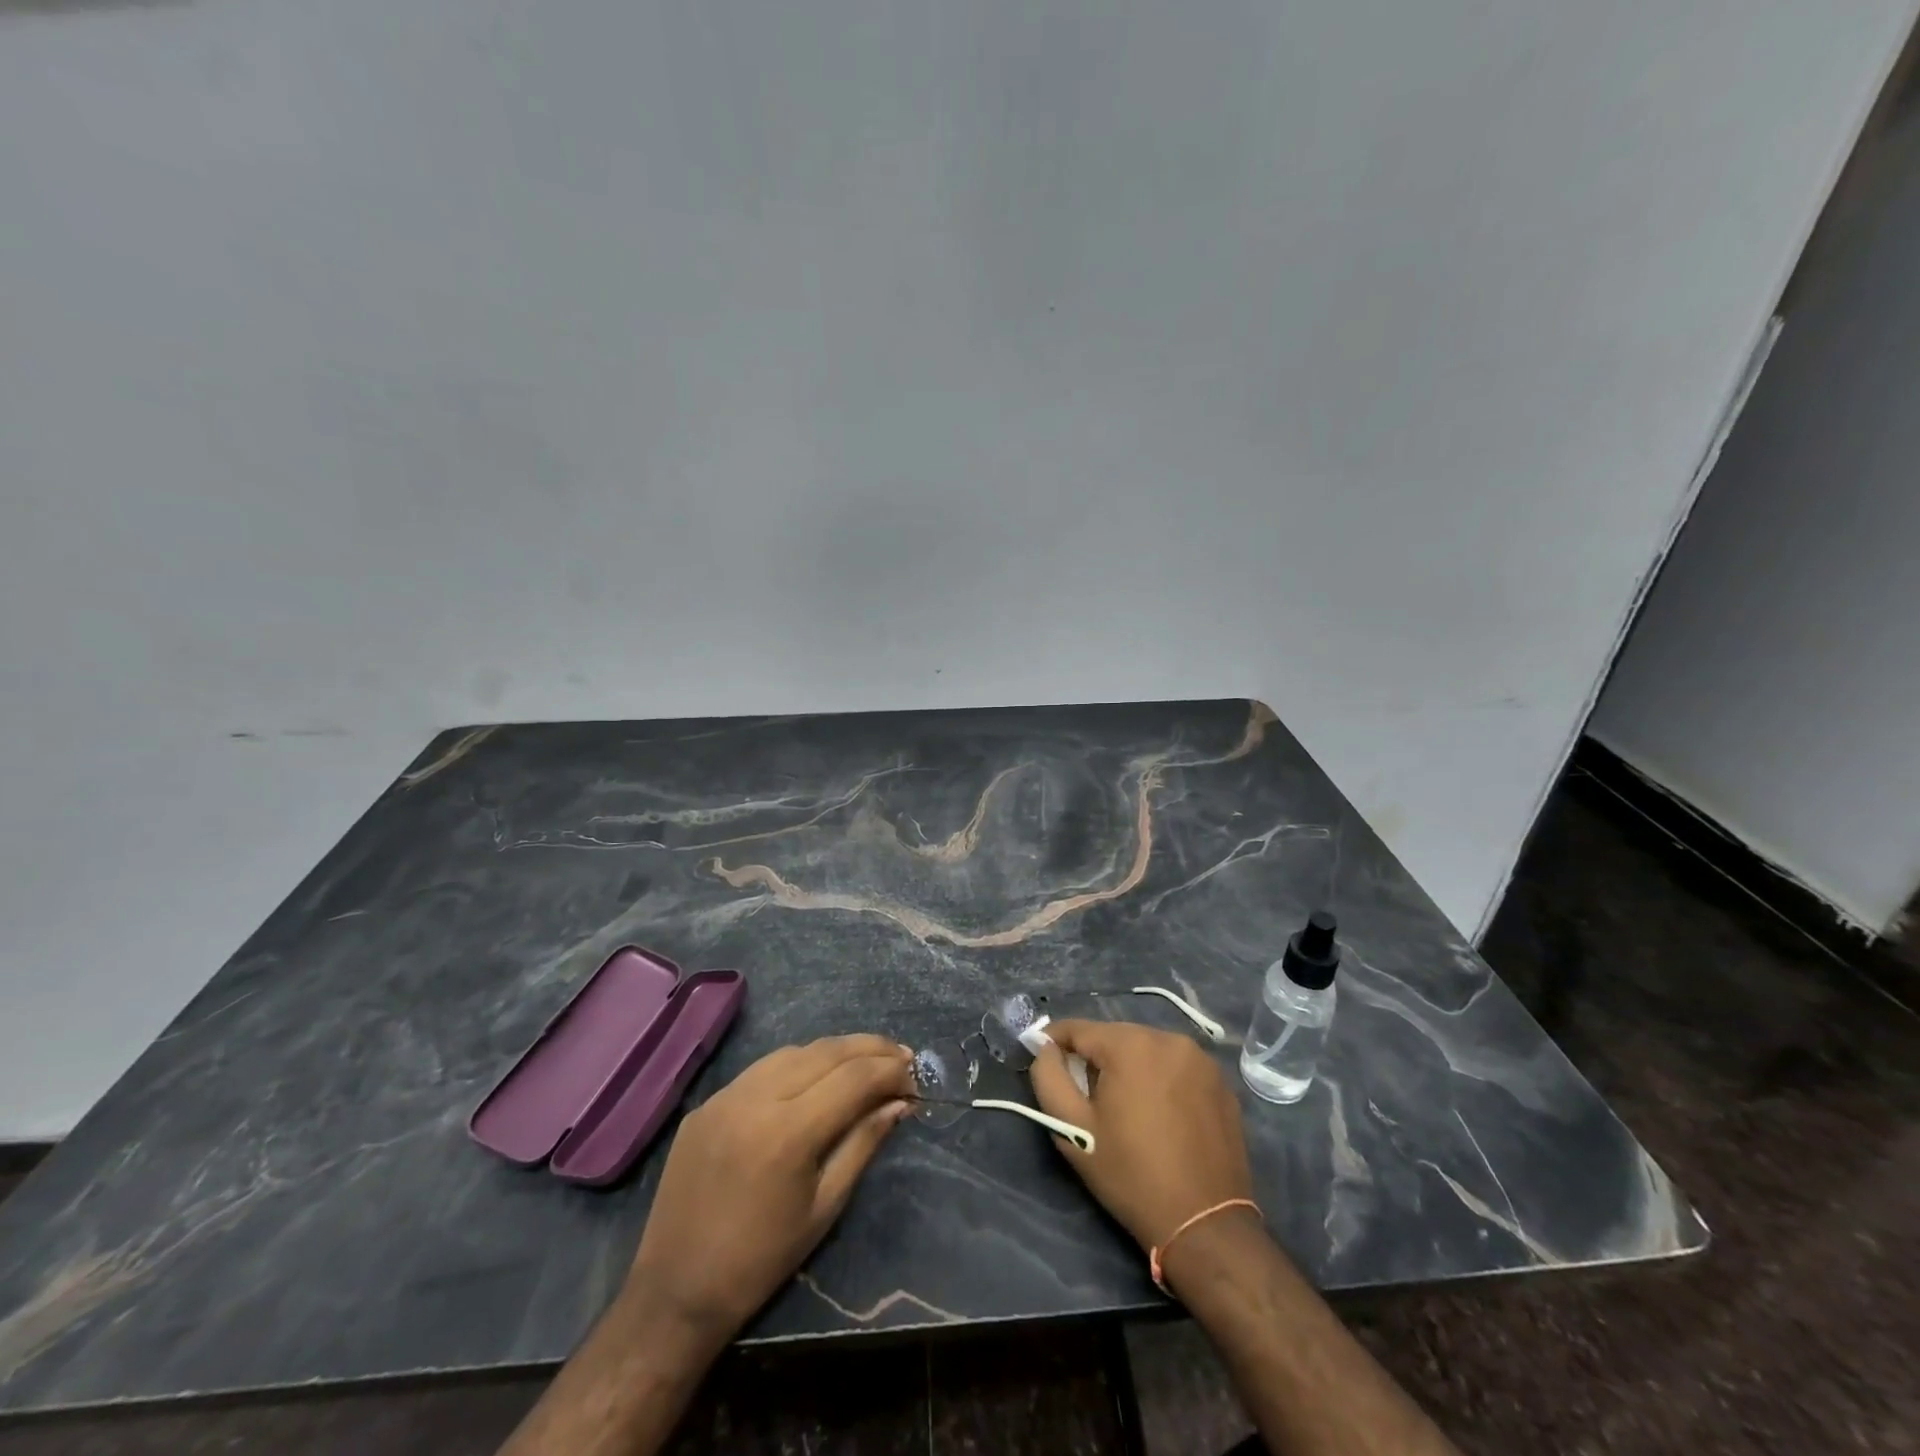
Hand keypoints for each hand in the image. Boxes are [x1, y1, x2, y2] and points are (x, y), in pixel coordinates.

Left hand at [625, 1034, 914, 1345]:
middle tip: (901, 1057)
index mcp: (788, 1131)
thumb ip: (863, 1144)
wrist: (675, 1291)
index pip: (854, 1077)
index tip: (915, 1077)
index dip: (890, 1071)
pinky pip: (761, 1069)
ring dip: (835, 1051)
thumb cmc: (761, 1260)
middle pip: (827, 1051)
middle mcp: (756, 1097)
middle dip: (870, 1048)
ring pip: (794, 1051)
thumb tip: (899, 1103)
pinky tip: (813, 1079)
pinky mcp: (707, 1102)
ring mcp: (726, 1094)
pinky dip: (797, 1065)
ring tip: (864, 1062)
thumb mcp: (825, 1207)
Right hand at [1029, 1020, 1253, 1251]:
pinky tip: (1160, 1113)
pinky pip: (1176, 1066)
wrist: (1205, 1224)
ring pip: (1147, 1049)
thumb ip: (1049, 1077)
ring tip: (1124, 1104)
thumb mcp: (1073, 1129)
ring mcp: (1200, 1058)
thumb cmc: (1130, 1175)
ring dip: (1129, 1066)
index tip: (1042, 1056)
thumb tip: (1046, 1048)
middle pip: (1115, 1036)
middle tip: (1085, 1092)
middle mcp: (1168, 1038)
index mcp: (1130, 1045)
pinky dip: (1161, 1078)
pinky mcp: (1221, 1081)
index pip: (1079, 1028)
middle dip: (1095, 1057)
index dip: (1055, 1040)